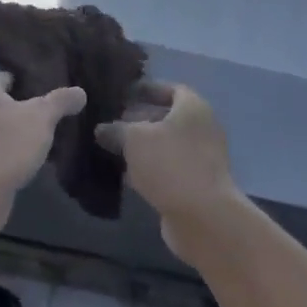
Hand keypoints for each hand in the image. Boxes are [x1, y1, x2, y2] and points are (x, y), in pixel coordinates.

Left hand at [0, 72, 86, 200]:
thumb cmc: (8, 143)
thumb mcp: (42, 117)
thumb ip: (61, 101)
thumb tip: (80, 92)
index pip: (9, 78)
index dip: (30, 86)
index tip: (48, 99)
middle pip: (0, 102)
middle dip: (20, 110)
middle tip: (45, 120)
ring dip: (10, 132)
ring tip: (36, 142)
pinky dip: (2, 151)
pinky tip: (21, 161)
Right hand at [96, 82, 242, 259]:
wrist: (204, 217)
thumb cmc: (170, 163)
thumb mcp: (134, 139)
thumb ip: (116, 130)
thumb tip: (102, 130)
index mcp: (193, 108)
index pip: (170, 89)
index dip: (147, 89)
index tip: (124, 94)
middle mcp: (202, 129)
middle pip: (168, 118)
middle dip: (140, 120)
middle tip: (113, 123)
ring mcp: (202, 159)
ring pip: (166, 146)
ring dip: (143, 147)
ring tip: (114, 148)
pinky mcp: (196, 185)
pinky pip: (169, 169)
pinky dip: (150, 169)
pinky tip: (126, 175)